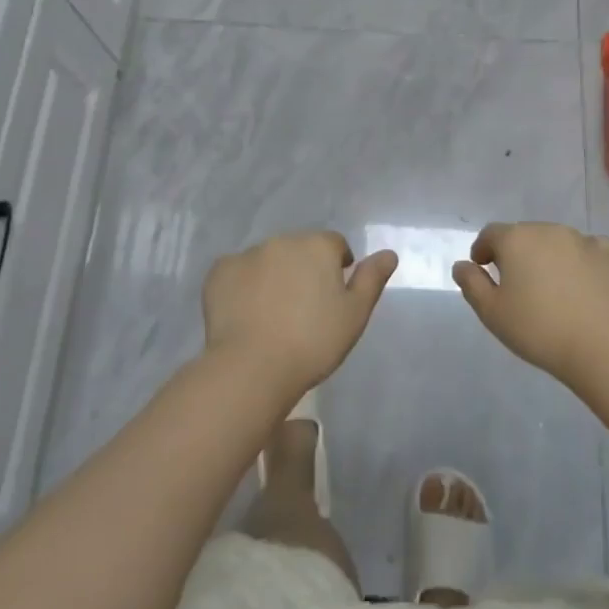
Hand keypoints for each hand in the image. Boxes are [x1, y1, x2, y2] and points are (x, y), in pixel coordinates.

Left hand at [203, 231, 397, 398]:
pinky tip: (245, 314)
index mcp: (317, 246)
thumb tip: (388, 254)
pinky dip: (243, 286)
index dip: (337, 267)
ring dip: (274, 276)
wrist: (253, 367)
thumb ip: (371, 280)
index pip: (335, 245)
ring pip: (267, 260)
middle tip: (304, 309)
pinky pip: (237, 273)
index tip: (333, 297)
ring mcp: (247, 254)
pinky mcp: (219, 272)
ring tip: (273, 314)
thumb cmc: (313, 342)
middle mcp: (282, 241)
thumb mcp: (354, 315)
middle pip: (299, 250)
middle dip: (304, 270)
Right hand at [453, 223, 608, 381]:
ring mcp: (582, 239)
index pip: (491, 234)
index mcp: (516, 239)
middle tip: (516, 283)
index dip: (483, 250)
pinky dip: (580, 259)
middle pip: (524, 235)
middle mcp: (548, 230)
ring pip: (556, 241)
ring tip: (550, 286)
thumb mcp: (492, 313)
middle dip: (516, 253)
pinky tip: (582, 282)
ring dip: (547, 256)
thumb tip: (462, 265)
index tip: (483, 269)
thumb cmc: (539, 330)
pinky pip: (588, 249)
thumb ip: (472, 284)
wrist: (604, 347)